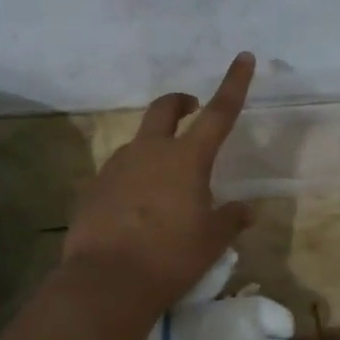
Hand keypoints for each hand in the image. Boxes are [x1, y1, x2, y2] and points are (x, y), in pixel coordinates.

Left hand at [62, 53, 255, 311]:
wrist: (107, 281)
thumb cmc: (171, 257)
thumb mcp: (212, 241)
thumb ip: (230, 219)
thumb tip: (246, 210)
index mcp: (186, 158)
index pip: (218, 112)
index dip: (234, 84)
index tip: (243, 57)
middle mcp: (149, 152)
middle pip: (165, 109)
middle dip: (180, 102)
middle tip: (191, 109)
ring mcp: (116, 166)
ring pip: (138, 142)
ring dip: (154, 147)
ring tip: (164, 182)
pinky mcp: (93, 187)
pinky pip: (118, 172)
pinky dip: (132, 178)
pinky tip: (135, 208)